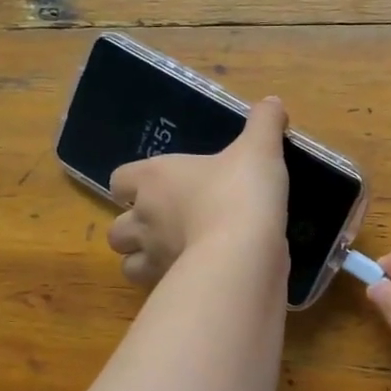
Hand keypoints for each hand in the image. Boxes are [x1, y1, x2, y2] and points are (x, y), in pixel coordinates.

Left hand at [107, 97, 289, 289]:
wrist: (244, 250)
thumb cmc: (242, 191)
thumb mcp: (260, 149)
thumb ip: (264, 123)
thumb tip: (273, 102)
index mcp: (155, 178)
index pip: (120, 180)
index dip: (133, 185)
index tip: (155, 187)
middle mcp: (144, 219)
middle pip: (117, 229)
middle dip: (134, 229)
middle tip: (165, 227)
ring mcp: (153, 258)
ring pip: (128, 265)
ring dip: (144, 261)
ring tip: (173, 257)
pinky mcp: (169, 288)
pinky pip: (157, 289)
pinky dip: (168, 285)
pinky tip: (194, 278)